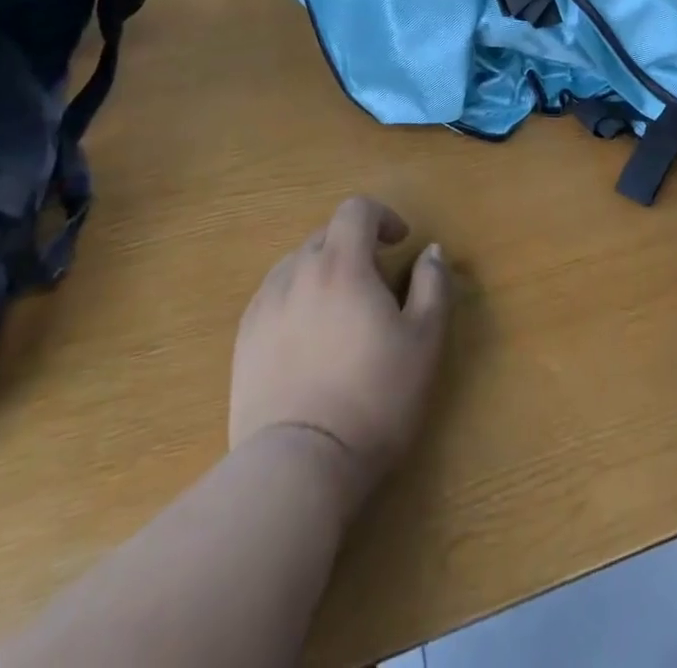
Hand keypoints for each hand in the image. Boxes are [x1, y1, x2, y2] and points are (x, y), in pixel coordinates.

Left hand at [229, 197, 449, 507]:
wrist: (298, 466)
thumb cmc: (374, 398)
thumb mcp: (424, 340)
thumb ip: (433, 285)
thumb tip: (432, 251)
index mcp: (341, 264)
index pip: (356, 210)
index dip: (382, 216)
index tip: (400, 242)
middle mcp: (297, 272)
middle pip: (326, 235)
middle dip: (355, 246)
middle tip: (377, 285)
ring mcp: (264, 306)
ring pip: (297, 265)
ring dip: (324, 271)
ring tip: (342, 312)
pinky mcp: (244, 341)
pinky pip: (274, 297)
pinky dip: (297, 299)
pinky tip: (309, 339)